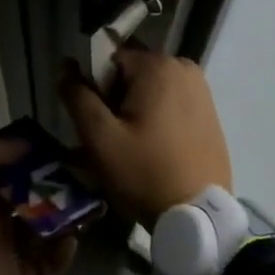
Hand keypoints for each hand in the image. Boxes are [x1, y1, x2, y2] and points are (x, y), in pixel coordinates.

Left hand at [0, 133, 76, 274]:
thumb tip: (29, 142)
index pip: (12, 168)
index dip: (37, 158)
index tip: (65, 148)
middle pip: (33, 197)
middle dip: (58, 187)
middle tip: (87, 176)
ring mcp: (6, 250)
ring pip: (45, 229)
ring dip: (66, 218)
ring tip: (89, 206)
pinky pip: (47, 265)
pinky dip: (61, 254)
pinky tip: (71, 240)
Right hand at [59, 50, 233, 228]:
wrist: (199, 216)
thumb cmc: (145, 173)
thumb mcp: (100, 137)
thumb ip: (77, 96)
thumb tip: (66, 66)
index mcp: (157, 65)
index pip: (108, 59)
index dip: (96, 87)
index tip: (99, 121)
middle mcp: (182, 66)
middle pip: (131, 71)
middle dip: (116, 97)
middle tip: (114, 137)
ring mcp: (200, 87)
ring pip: (150, 87)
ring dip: (135, 108)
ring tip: (133, 145)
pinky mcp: (209, 108)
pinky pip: (170, 100)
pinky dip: (156, 115)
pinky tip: (154, 146)